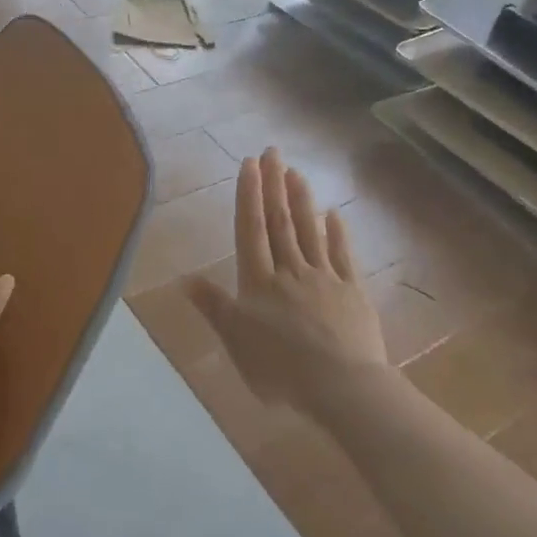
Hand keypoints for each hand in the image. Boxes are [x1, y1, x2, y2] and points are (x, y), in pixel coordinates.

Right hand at [186, 149, 386, 413]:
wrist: (340, 385)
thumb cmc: (280, 368)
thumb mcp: (235, 341)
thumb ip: (213, 306)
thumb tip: (184, 278)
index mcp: (259, 282)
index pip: (251, 230)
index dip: (249, 196)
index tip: (249, 164)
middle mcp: (290, 271)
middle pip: (280, 221)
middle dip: (274, 185)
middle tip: (272, 152)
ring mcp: (324, 278)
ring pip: (310, 231)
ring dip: (301, 199)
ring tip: (296, 171)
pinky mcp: (352, 291)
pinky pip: (343, 255)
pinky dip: (337, 232)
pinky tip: (335, 214)